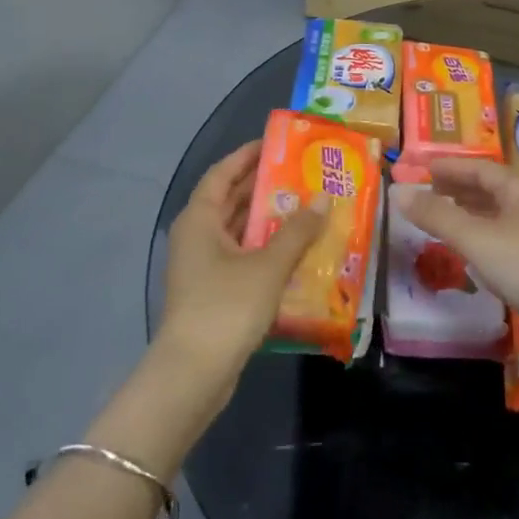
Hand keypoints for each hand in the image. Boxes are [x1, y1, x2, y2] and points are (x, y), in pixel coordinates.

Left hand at [155, 141, 330, 390]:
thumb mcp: (268, 265)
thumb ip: (298, 230)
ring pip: (239, 230)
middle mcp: (197, 236)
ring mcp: (203, 266)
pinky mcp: (214, 292)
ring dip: (270, 219)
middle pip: (232, 200)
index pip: (223, 173)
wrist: (193, 375)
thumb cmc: (226, 307)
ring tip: (309, 206)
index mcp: (200, 219)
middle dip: (265, 185)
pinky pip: (243, 256)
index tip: (278, 142)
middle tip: (304, 172)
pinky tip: (297, 250)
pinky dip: (267, 248)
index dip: (248, 155)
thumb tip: (325, 196)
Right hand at [392, 158, 518, 333]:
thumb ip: (437, 216)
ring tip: (441, 219)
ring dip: (469, 216)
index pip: (479, 168)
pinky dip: (482, 242)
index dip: (449, 167)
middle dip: (458, 189)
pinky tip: (471, 255)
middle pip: (490, 190)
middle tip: (426, 192)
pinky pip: (504, 244)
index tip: (421, 168)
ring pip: (497, 218)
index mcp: (518, 189)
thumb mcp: (477, 238)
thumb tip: (397, 191)